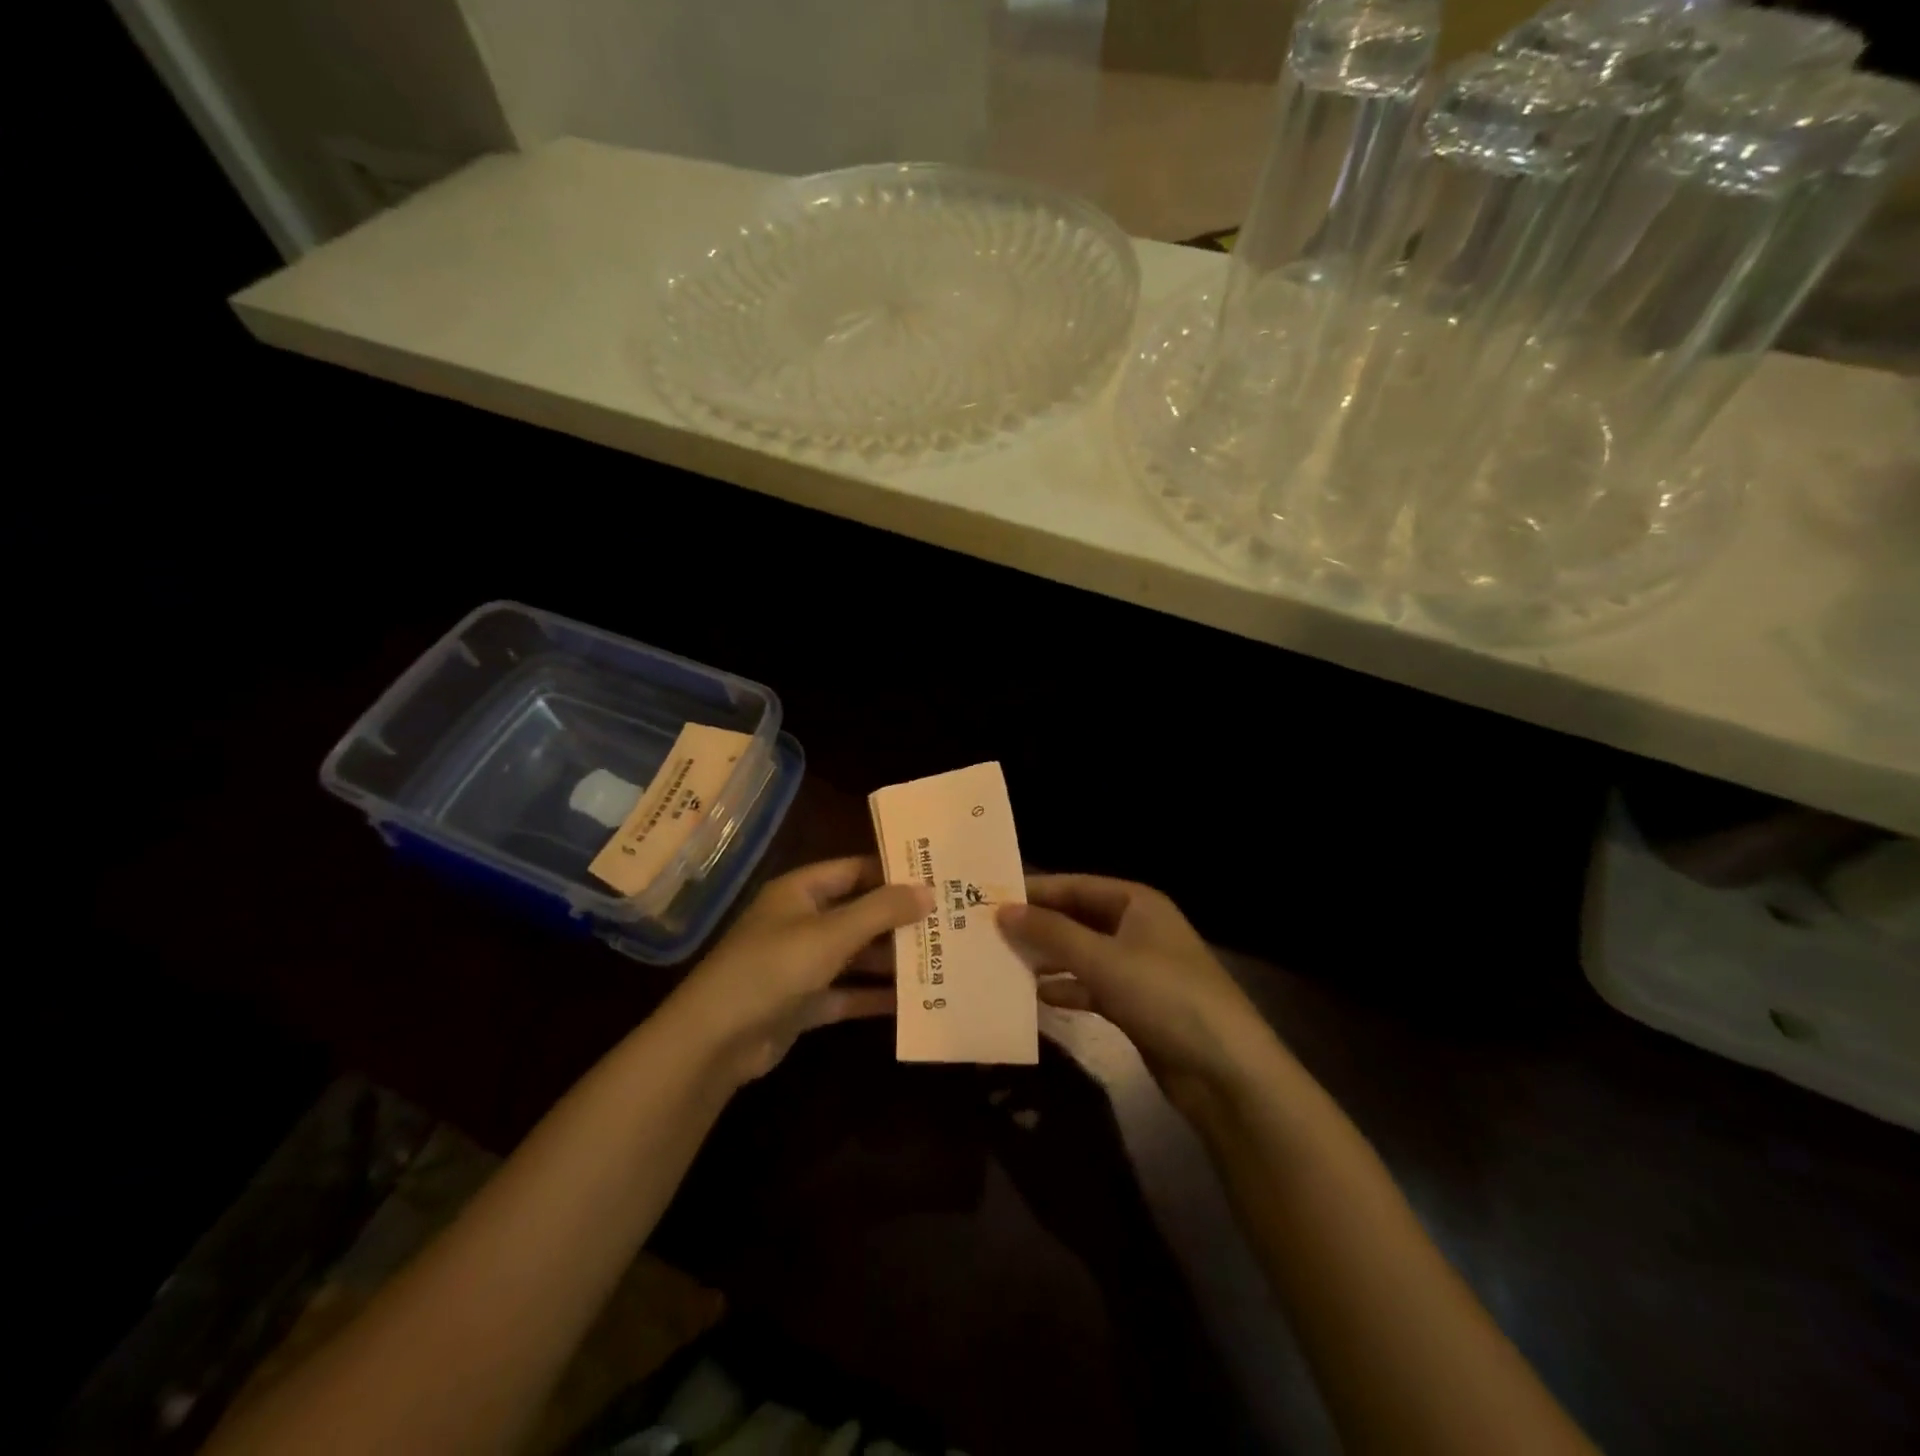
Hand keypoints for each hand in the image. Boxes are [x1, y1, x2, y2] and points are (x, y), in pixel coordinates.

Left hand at [666, 857, 930, 1085]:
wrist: (715, 1041)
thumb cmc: (773, 968)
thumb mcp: (831, 934)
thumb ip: (881, 911)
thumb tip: (928, 890)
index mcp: (800, 891)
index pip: (854, 870)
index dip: (892, 872)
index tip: (937, 877)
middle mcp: (801, 921)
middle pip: (858, 913)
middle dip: (899, 919)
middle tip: (949, 921)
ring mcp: (801, 963)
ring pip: (855, 955)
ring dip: (891, 959)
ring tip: (941, 959)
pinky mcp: (803, 1002)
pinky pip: (847, 992)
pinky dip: (873, 996)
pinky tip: (913, 1000)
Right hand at [998, 876, 1279, 1117]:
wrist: (1224, 1071)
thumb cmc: (1164, 996)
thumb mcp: (1103, 960)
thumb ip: (1051, 934)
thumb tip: (1002, 910)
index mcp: (1137, 902)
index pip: (1076, 886)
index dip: (1035, 891)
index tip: (990, 898)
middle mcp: (1137, 928)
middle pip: (1077, 919)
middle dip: (1038, 927)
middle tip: (989, 933)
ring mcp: (1138, 967)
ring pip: (1082, 954)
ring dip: (1048, 959)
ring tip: (1004, 963)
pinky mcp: (1136, 1004)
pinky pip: (1092, 987)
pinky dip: (1068, 989)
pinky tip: (1038, 998)